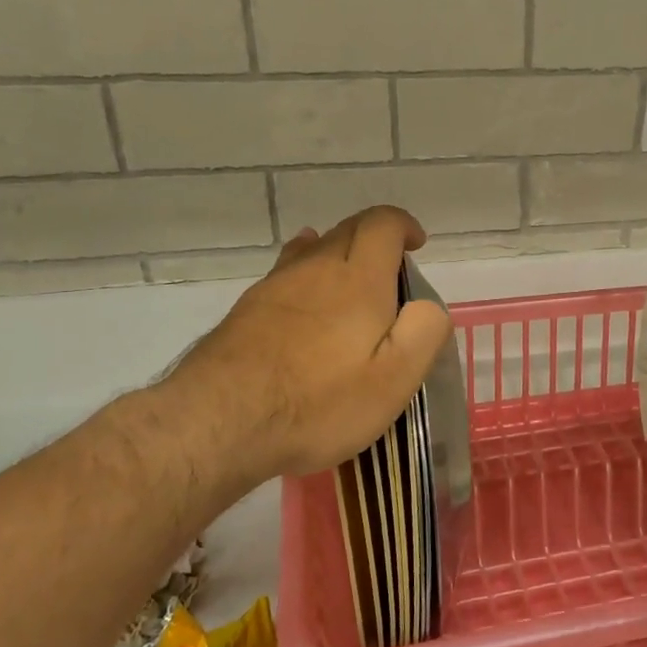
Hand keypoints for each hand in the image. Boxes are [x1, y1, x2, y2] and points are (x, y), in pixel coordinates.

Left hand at [162, 205, 452, 488]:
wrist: (220, 422)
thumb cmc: (320, 403)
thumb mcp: (394, 379)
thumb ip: (423, 332)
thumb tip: (426, 305)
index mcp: (358, 280)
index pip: (382, 224)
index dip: (403, 226)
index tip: (416, 245)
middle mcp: (314, 268)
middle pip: (347, 230)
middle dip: (375, 239)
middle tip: (391, 273)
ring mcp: (274, 286)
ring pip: (311, 250)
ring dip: (338, 255)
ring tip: (351, 280)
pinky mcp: (246, 310)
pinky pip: (286, 275)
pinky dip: (306, 275)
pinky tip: (305, 300)